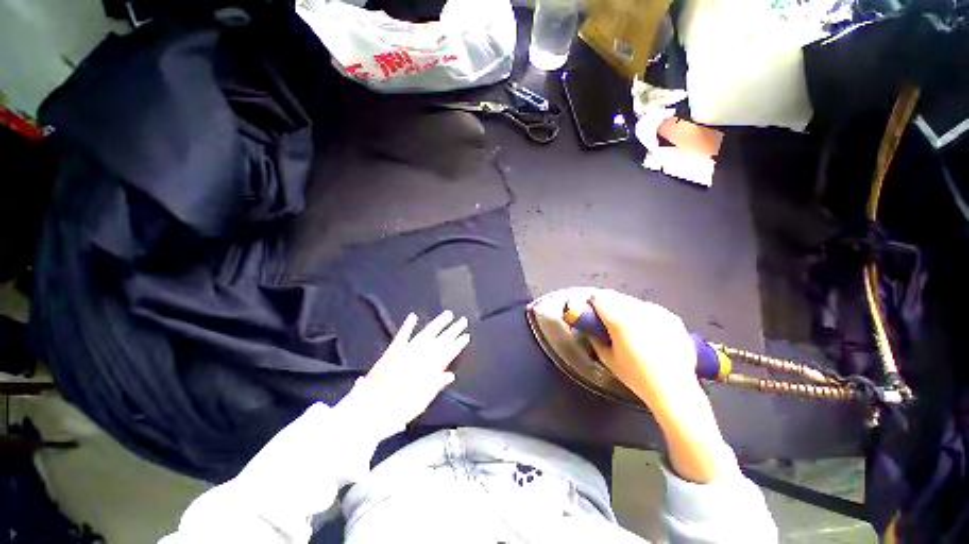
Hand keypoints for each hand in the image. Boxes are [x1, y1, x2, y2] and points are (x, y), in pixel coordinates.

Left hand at [363, 310, 469, 425]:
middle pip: (440, 341)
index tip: (466, 335)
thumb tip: (450, 375)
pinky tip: (413, 316)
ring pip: (425, 334)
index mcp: (429, 370)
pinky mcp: (392, 351)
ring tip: (447, 315)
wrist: (371, 409)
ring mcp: (406, 352)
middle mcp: (420, 357)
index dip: (458, 344)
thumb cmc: (399, 409)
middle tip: (463, 320)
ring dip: (437, 324)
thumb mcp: (421, 402)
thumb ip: (436, 385)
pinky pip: (401, 336)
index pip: (447, 353)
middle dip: (453, 330)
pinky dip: (407, 326)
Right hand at [587, 290, 699, 412]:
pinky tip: (647, 331)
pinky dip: (642, 314)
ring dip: (624, 308)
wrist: (674, 389)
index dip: (590, 302)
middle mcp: (636, 309)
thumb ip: (595, 338)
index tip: (589, 311)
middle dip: (606, 303)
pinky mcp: (671, 316)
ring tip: (627, 326)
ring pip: (632, 301)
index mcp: (618, 318)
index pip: (597, 297)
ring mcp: (656, 311)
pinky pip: (649, 309)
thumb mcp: (607, 358)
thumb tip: (590, 327)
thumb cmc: (635, 375)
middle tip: (605, 319)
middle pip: (614, 296)